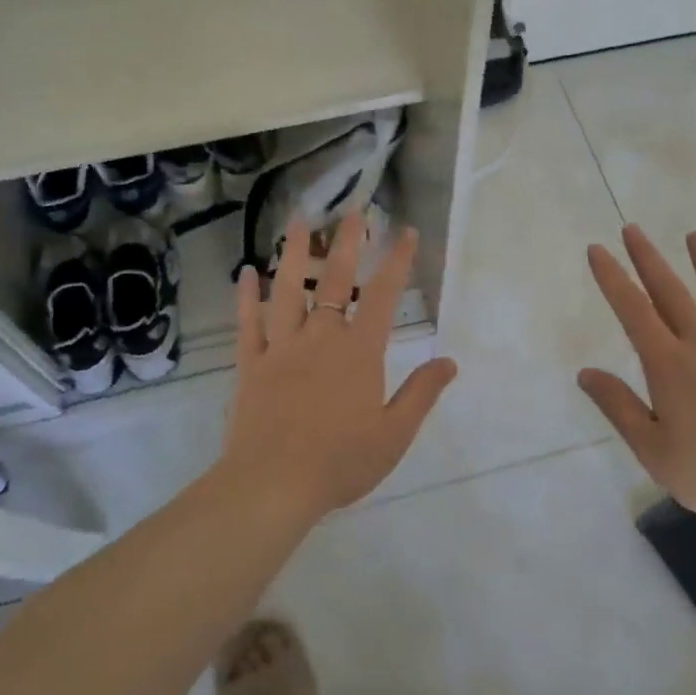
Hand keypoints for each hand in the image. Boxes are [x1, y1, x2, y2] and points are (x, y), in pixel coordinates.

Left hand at [220, 211, 458, 519]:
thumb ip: (421, 393)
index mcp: (358, 351)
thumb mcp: (394, 434)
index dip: (396, 260)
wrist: (273, 485)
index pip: (383, 295)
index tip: (405, 231)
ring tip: (298, 219)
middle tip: (352, 209)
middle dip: (346, 241)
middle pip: (334, 278)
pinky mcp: (251, 364)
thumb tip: (450, 361)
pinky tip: (245, 272)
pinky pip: (248, 324)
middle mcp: (321, 337)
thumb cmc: (340, 461)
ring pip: (288, 289)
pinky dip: (246, 297)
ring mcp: (282, 347)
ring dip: (293, 252)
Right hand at [579, 225, 695, 536]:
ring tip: (695, 236)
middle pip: (672, 294)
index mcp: (669, 367)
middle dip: (649, 260)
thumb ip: (619, 406)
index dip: (613, 279)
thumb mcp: (652, 450)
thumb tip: (585, 373)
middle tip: (633, 229)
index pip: (633, 312)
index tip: (598, 249)